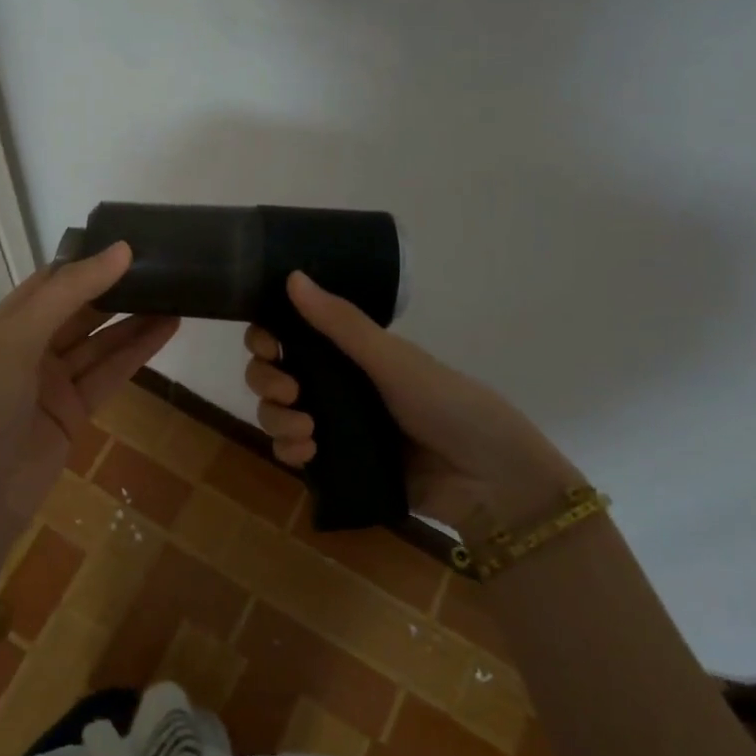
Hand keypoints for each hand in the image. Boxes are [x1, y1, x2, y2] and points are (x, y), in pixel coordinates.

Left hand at [0, 242, 178, 586]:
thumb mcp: (21, 337)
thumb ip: (70, 293)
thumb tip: (121, 250)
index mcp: (10, 322)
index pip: (54, 280)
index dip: (90, 261)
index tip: (133, 241)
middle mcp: (32, 345)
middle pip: (81, 308)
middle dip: (118, 288)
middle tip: (164, 264)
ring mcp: (55, 380)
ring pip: (101, 340)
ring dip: (136, 318)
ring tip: (178, 292)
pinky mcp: (76, 409)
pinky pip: (111, 372)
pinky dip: (138, 350)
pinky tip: (168, 327)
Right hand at [244, 271, 583, 538]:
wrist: (489, 479)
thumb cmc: (447, 404)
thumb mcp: (392, 360)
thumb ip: (341, 323)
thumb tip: (292, 276)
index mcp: (348, 352)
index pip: (288, 336)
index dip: (266, 338)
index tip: (267, 345)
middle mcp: (334, 384)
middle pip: (272, 374)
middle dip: (267, 379)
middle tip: (289, 390)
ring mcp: (332, 425)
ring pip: (276, 413)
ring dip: (276, 418)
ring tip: (306, 430)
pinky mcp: (335, 464)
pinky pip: (292, 452)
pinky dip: (288, 450)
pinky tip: (306, 452)